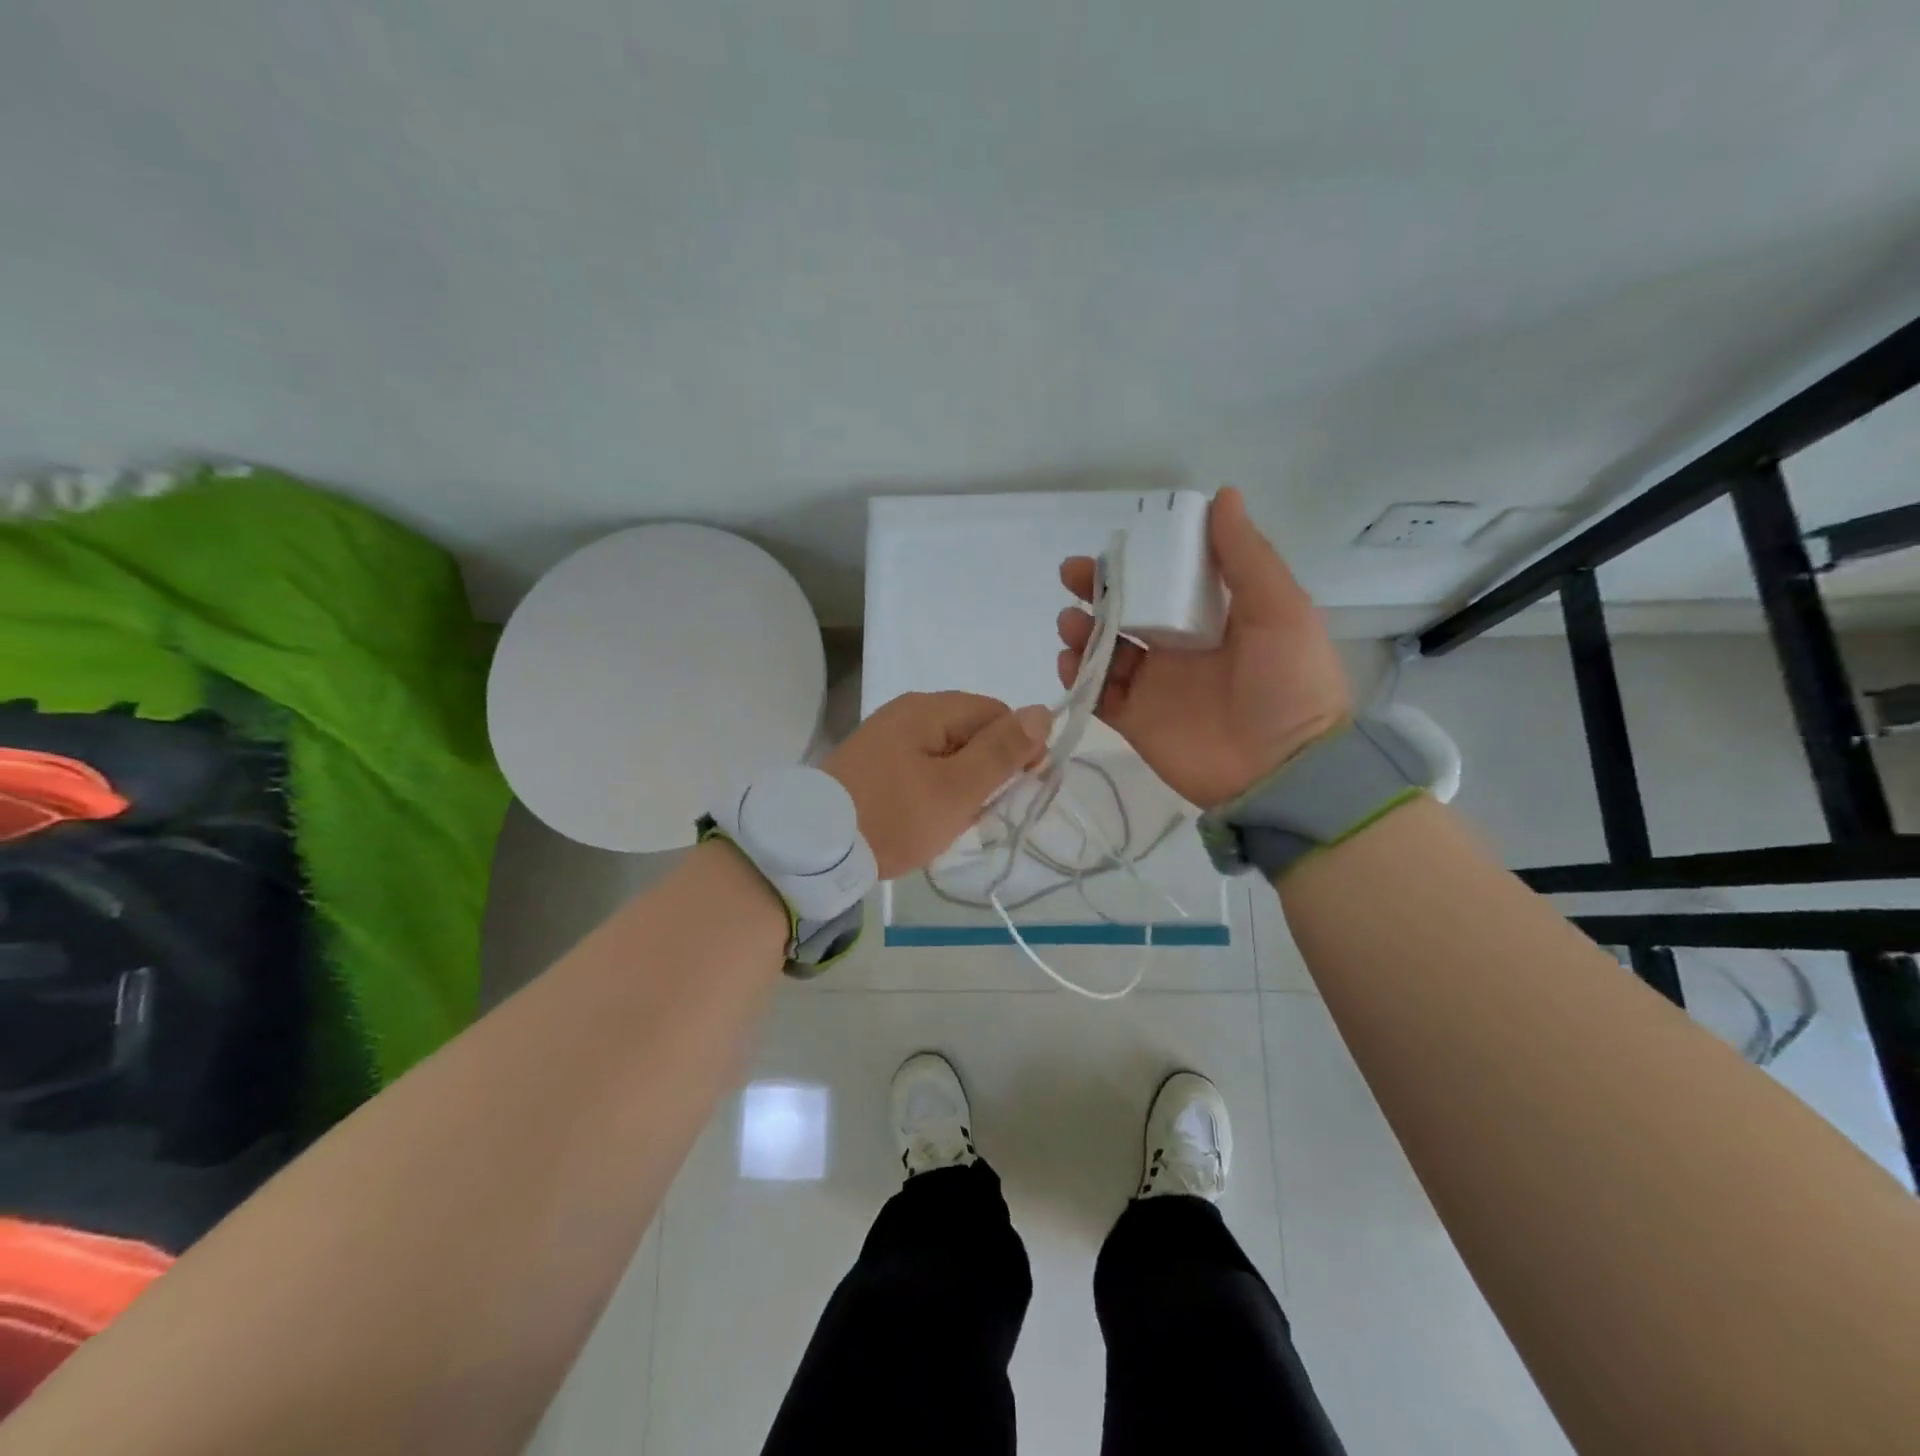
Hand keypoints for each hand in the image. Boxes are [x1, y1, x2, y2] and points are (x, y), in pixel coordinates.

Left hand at [825, 692, 1051, 877]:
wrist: (813, 849)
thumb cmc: (893, 817)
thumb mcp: (957, 789)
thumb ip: (1002, 751)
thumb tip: (1043, 711)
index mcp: (929, 709)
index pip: (997, 713)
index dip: (1018, 747)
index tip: (1019, 789)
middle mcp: (907, 711)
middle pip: (971, 731)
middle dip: (986, 770)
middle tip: (978, 812)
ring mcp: (886, 736)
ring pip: (947, 753)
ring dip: (960, 784)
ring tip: (949, 821)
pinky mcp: (873, 761)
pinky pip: (921, 766)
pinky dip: (933, 789)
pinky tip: (925, 818)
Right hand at [1056, 486, 1350, 809]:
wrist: (1283, 770)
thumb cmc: (1287, 683)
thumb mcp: (1280, 609)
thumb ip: (1246, 556)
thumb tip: (1222, 494)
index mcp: (1213, 617)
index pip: (1166, 579)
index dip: (1138, 560)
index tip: (1115, 546)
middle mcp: (1179, 646)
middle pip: (1127, 610)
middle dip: (1097, 591)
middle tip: (1072, 576)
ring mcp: (1154, 685)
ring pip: (1106, 649)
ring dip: (1082, 631)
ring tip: (1071, 624)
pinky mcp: (1135, 720)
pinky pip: (1098, 693)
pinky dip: (1079, 676)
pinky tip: (1070, 661)